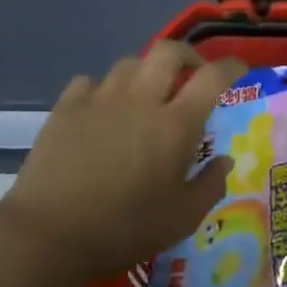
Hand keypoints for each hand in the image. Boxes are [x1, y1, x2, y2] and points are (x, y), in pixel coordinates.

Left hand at [0, 42, 244, 286]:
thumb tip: (224, 160)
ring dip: (146, 73)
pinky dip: (104, 88)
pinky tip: (103, 109)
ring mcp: (100, 100)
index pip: (212, 77)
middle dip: (187, 55)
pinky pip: (90, 81)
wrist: (48, 235)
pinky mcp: (66, 109)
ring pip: (129, 63)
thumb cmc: (124, 229)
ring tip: (146, 95)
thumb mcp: (182, 218)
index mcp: (176, 125)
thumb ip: (211, 185)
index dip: (230, 66)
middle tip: (192, 75)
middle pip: (168, 51)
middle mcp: (141, 100)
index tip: (238, 69)